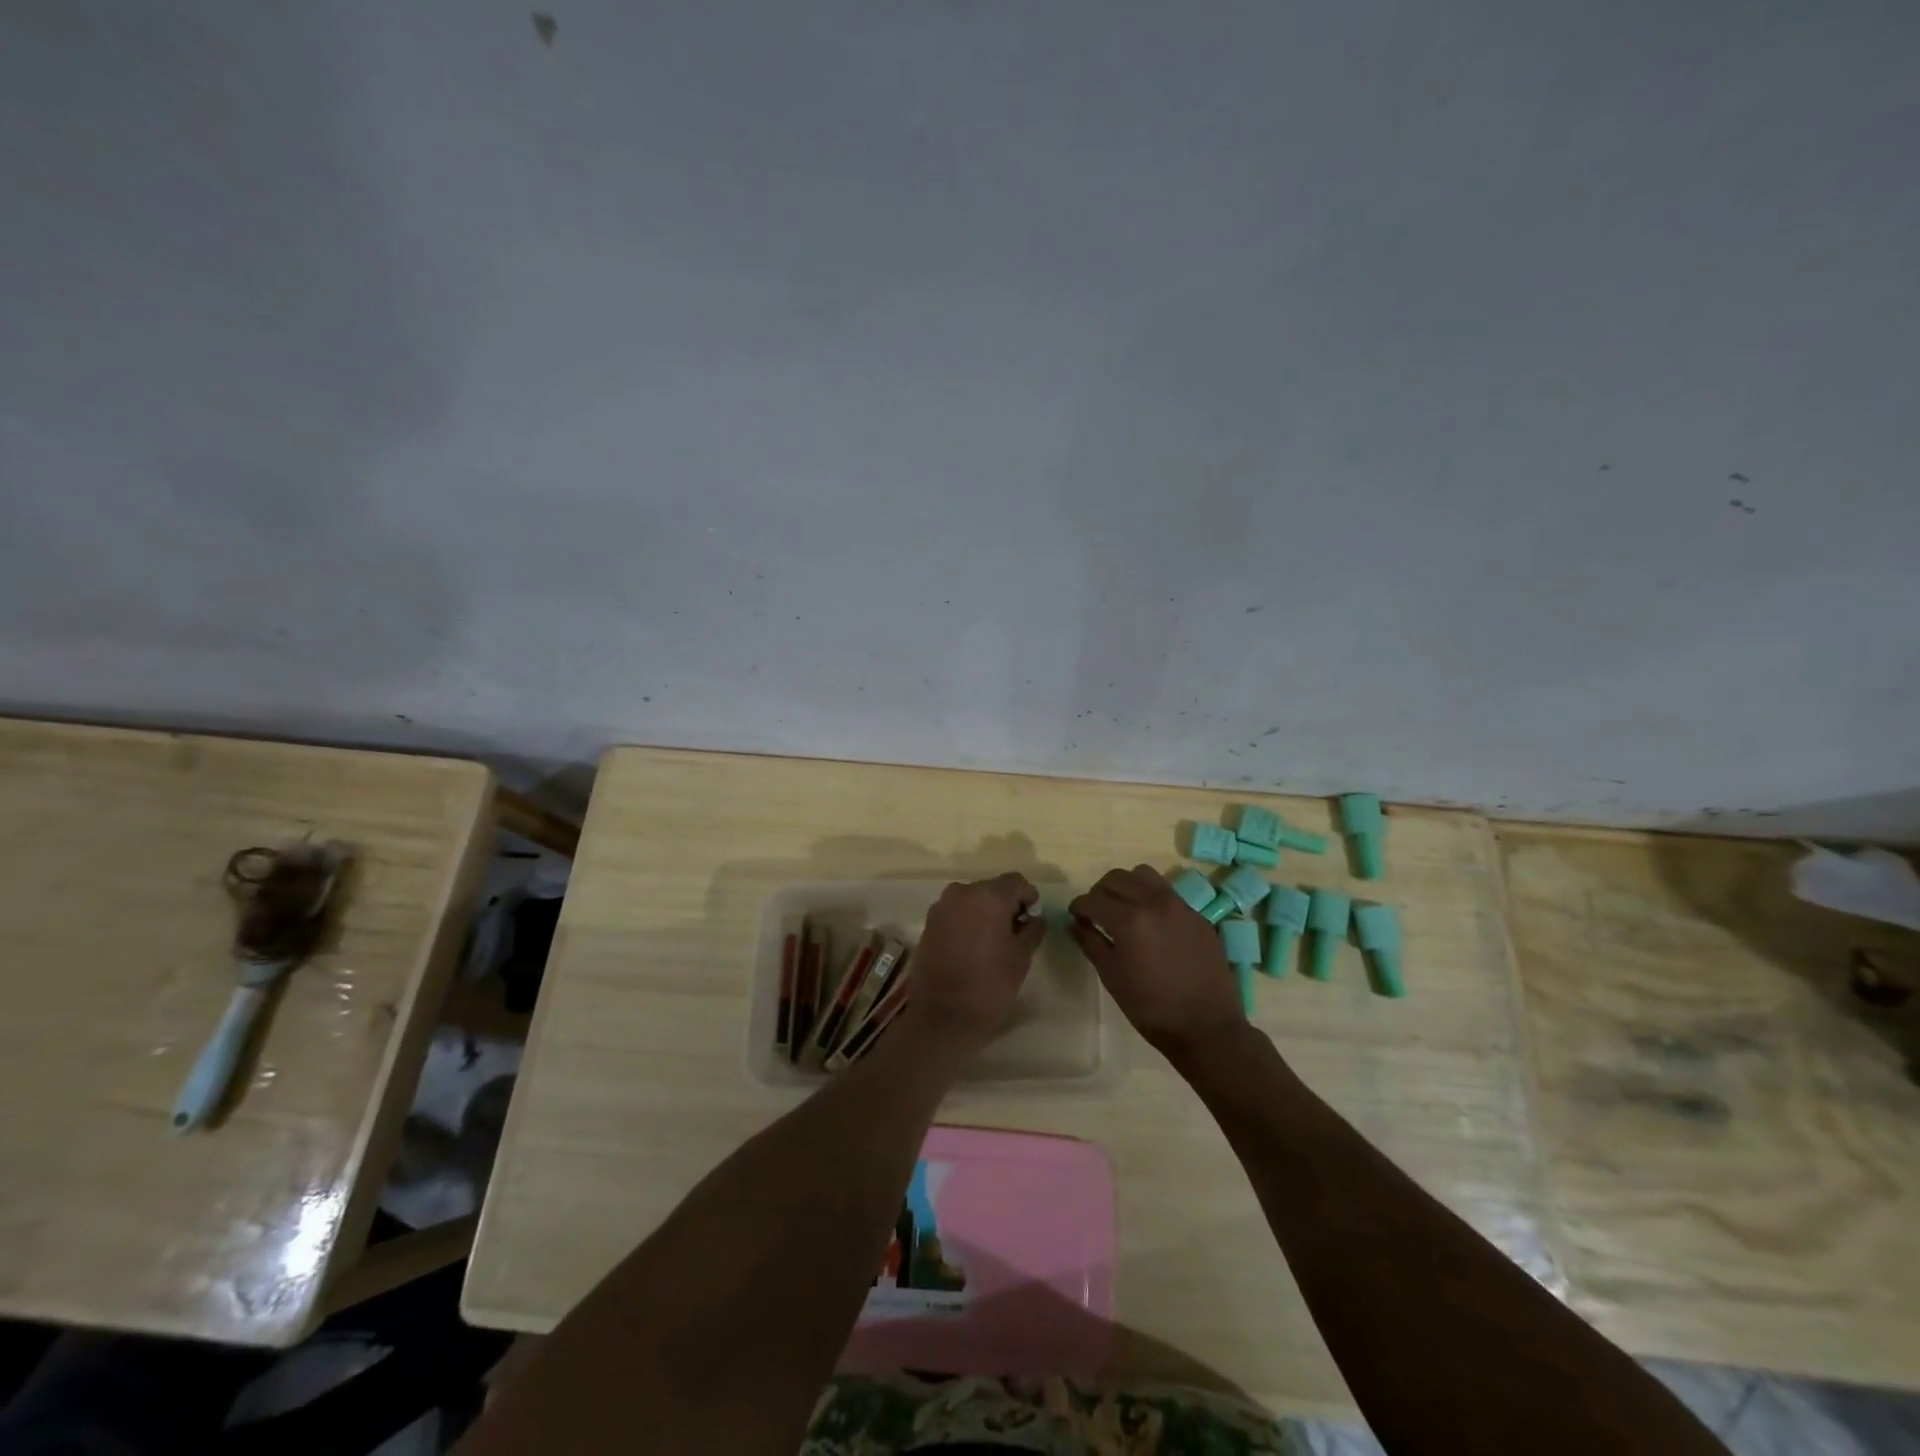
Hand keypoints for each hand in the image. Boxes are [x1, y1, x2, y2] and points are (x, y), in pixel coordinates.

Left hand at [908, 873, 1045, 1051]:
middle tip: (1015, 934)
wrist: (943, 1016)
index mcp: (988, 896)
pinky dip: (966, 923)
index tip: (1032, 921)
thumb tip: (1034, 918)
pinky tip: (971, 949)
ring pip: (972, 901)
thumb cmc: (990, 985)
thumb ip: (1032, 929)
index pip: (1017, 881)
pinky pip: (955, 914)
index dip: (1028, 898)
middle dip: (1006, 906)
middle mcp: (962, 892)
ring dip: (984, 914)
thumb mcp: (1021, 957)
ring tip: (992, 943)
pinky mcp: (928, 924)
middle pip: (992, 889)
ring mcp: (941, 907)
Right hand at [1069, 864, 1246, 1064]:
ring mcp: (1179, 905)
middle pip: (1117, 878)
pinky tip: (1152, 924)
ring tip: (1125, 909)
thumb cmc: (1151, 1007)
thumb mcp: (1112, 976)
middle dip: (1100, 891)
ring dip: (1127, 886)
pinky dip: (1151, 898)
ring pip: (1144, 875)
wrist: (1207, 1027)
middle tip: (1097, 912)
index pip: (1093, 899)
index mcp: (1129, 919)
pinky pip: (1167, 892)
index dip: (1079, 907)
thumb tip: (1074, 924)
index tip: (1076, 917)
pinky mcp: (1197, 915)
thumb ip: (1090, 943)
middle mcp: (1154, 902)